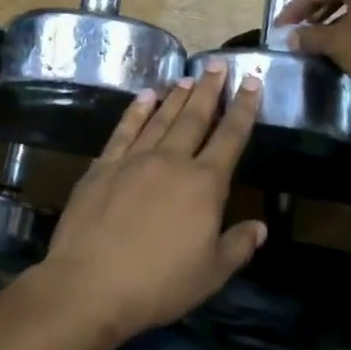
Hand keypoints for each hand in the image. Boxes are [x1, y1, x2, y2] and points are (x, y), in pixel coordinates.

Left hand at [32, 61, 263, 343]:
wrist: (91, 283)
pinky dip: (135, 112)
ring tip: (188, 78)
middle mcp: (171, 161)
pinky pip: (124, 130)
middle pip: (195, 118)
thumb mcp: (210, 274)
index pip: (230, 138)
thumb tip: (260, 227)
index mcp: (204, 184)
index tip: (252, 82)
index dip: (244, 109)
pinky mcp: (103, 166)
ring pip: (161, 118)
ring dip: (176, 97)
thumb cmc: (158, 284)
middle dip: (209, 90)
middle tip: (217, 65)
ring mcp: (134, 160)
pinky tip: (144, 97)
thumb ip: (237, 246)